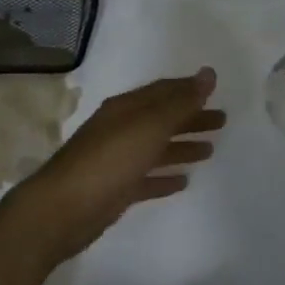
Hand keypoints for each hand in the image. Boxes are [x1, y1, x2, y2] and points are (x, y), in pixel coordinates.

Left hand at [1, 69, 224, 267]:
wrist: (61, 210)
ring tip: (210, 150)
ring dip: (182, 146)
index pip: (163, 91)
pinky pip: (147, 178)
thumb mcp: (149, 125)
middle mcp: (121, 129)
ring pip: (156, 148)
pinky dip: (165, 177)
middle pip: (162, 119)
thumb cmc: (108, 160)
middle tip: (222, 122)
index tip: (215, 91)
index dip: (189, 90)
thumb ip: (180, 102)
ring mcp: (117, 160)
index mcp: (126, 108)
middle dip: (191, 118)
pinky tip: (183, 181)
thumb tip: (208, 74)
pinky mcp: (115, 190)